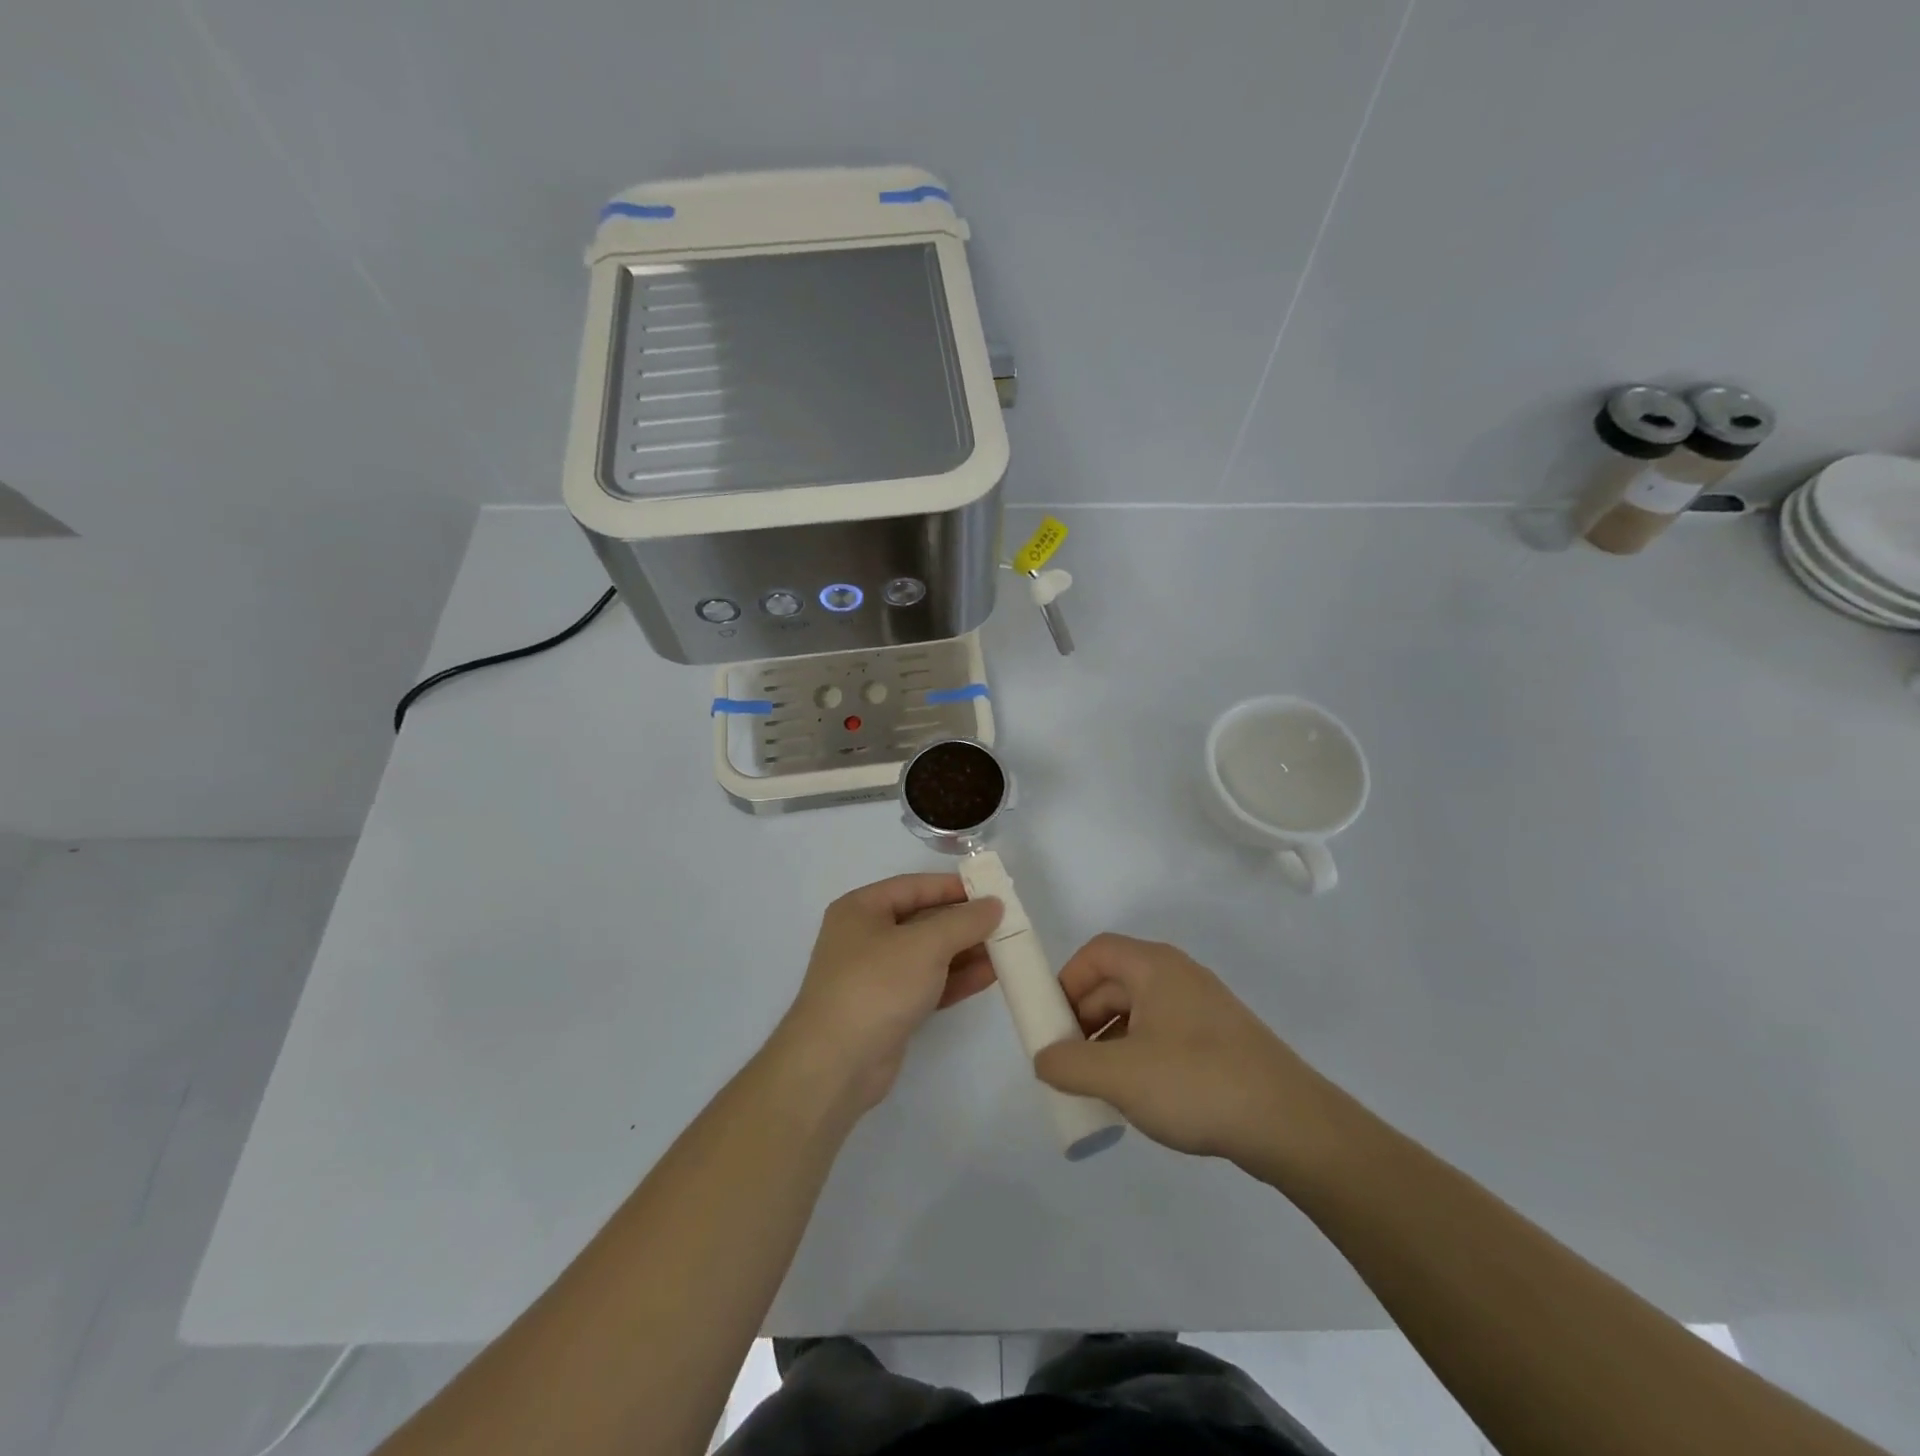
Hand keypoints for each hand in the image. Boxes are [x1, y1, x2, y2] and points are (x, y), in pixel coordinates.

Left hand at [775, 875, 1002, 1113]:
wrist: (835, 1064)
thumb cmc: (876, 986)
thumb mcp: (925, 944)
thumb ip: (964, 921)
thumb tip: (994, 904)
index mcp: (861, 909)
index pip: (914, 886)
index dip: (953, 887)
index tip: (992, 891)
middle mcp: (865, 937)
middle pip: (923, 920)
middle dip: (964, 923)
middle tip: (1006, 923)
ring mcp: (876, 976)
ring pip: (928, 955)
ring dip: (965, 952)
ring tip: (1006, 949)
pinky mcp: (888, 1009)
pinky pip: (928, 983)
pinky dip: (956, 979)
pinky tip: (990, 976)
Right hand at [1033, 934, 1345, 1175]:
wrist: (1291, 1125)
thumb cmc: (1197, 1083)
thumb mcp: (1120, 1076)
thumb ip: (1069, 1064)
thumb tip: (1044, 1058)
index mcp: (1155, 967)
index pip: (1096, 952)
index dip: (1066, 980)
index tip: (1052, 1022)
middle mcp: (1178, 976)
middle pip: (1115, 981)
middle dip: (1084, 1017)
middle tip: (1068, 1060)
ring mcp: (1203, 1009)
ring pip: (1139, 1012)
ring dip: (1109, 1041)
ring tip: (1098, 1085)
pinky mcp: (1220, 1041)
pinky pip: (1163, 1035)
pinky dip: (1139, 1055)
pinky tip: (1138, 1096)